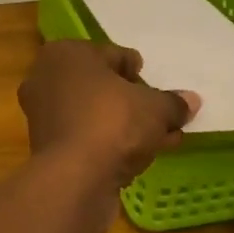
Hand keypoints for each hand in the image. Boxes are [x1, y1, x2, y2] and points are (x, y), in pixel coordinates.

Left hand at [18, 40, 197, 210]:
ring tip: (162, 139)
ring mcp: (42, 115)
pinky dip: (109, 144)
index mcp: (66, 54)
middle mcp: (46, 78)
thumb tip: (192, 100)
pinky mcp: (45, 148)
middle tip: (162, 116)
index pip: (111, 55)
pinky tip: (139, 158)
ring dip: (126, 126)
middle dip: (133, 102)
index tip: (155, 87)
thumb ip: (173, 102)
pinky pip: (85, 138)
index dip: (136, 71)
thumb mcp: (155, 108)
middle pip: (100, 87)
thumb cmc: (111, 122)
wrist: (72, 178)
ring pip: (94, 115)